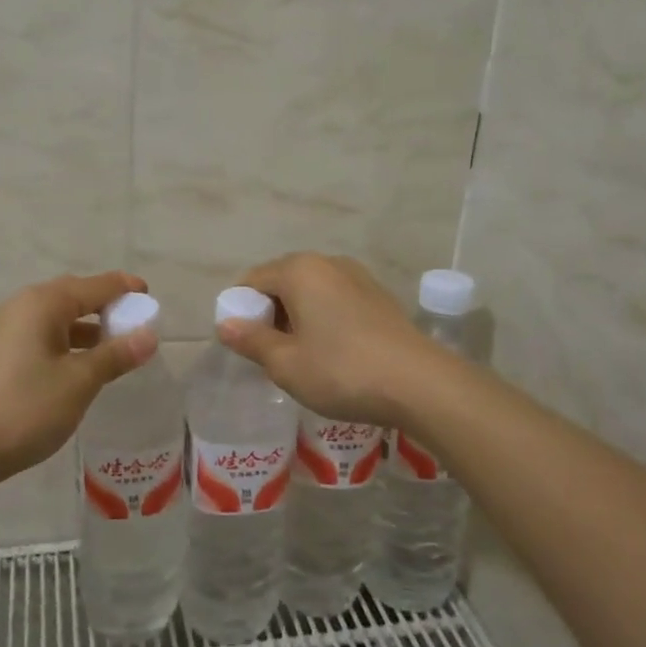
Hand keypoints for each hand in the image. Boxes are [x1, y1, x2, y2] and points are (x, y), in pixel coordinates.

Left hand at [0, 271, 157, 483]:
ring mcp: (1, 330)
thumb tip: (149, 334)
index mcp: (42, 304)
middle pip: (71, 296)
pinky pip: (37, 335)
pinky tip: (74, 367)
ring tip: (110, 349)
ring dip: (84, 328)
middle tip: (132, 324)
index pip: (94, 285)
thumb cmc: (24, 409)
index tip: (149, 296)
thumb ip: (116, 355)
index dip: (124, 289)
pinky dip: (63, 342)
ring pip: (53, 318)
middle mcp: (19, 307)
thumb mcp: (79, 382)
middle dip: (104, 306)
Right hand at [217, 253, 442, 426]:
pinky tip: (332, 352)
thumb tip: (225, 325)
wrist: (419, 383)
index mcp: (299, 271)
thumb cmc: (342, 371)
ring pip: (311, 291)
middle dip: (269, 313)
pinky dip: (323, 319)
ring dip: (297, 317)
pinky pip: (336, 300)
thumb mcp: (286, 364)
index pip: (253, 280)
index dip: (240, 310)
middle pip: (282, 281)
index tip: (242, 344)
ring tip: (300, 356)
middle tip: (269, 354)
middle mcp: (328, 263)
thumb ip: (252, 340)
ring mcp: (358, 277)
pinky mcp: (379, 296)